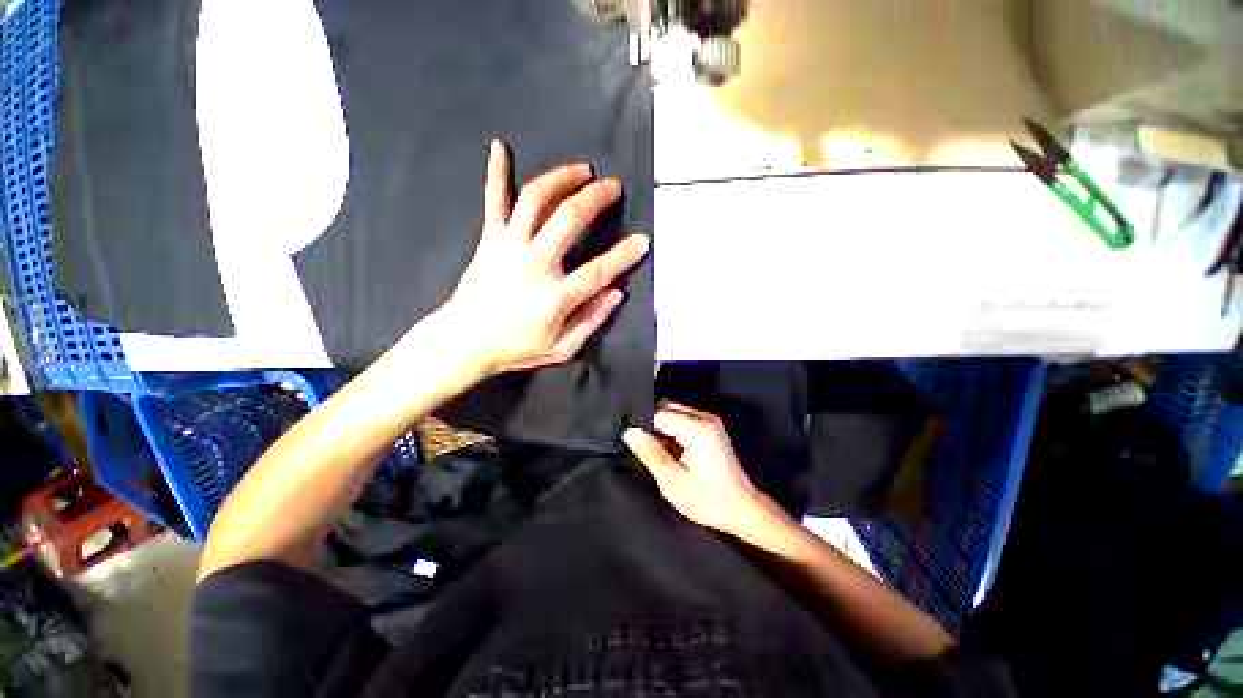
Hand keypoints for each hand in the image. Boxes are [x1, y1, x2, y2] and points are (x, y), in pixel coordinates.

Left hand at [441, 139, 648, 376]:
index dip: (624, 254)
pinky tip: (498, 147)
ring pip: (535, 199)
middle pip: (568, 218)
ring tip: (581, 170)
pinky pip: (494, 201)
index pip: (599, 270)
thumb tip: (616, 294)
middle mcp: (533, 264)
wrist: (464, 342)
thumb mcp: (561, 348)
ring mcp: (508, 246)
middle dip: (595, 197)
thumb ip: (590, 321)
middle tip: (613, 187)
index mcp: (554, 296)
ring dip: (561, 178)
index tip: (642, 241)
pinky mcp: (489, 239)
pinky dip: (495, 173)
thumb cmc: (516, 348)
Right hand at [623, 402, 790, 540]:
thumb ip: (650, 453)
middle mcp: (704, 417)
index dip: (643, 426)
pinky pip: (682, 420)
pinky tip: (667, 450)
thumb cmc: (709, 500)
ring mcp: (709, 421)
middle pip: (667, 407)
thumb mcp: (673, 481)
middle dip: (651, 424)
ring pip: (673, 412)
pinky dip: (670, 431)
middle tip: (642, 447)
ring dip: (661, 428)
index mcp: (698, 428)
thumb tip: (629, 431)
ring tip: (653, 450)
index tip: (632, 442)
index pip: (659, 414)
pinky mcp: (710, 428)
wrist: (743, 510)